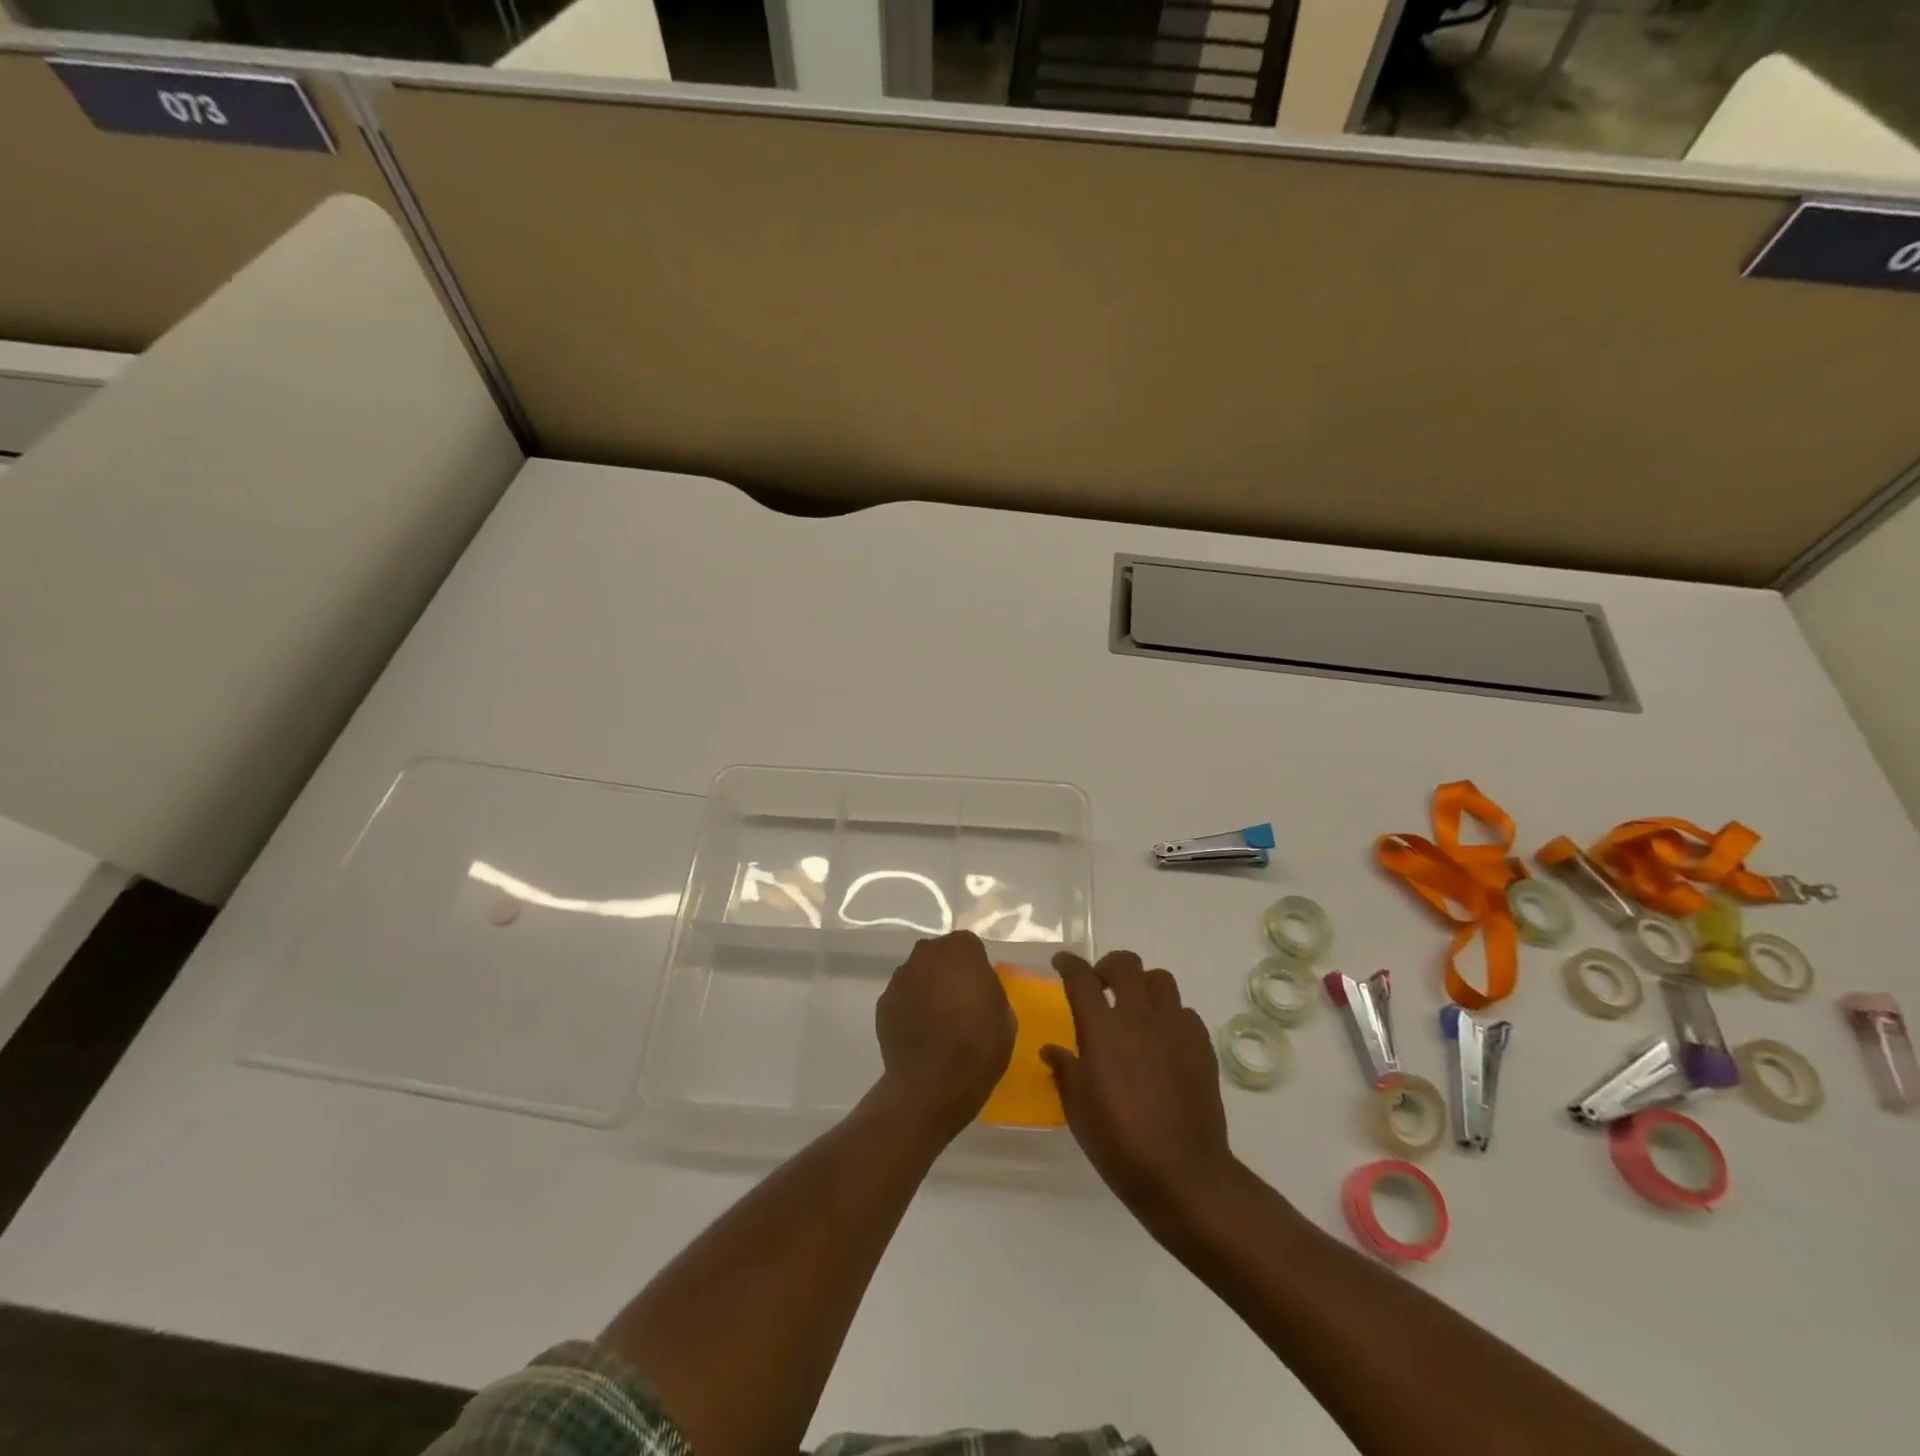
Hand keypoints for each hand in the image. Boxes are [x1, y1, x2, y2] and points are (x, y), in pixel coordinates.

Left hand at [875, 931, 1015, 1137]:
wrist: (933, 1084)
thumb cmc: (979, 1046)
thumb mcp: (1005, 1016)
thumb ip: (989, 990)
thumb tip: (977, 991)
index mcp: (960, 949)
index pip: (969, 946)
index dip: (974, 968)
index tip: (979, 990)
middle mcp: (926, 954)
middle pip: (939, 956)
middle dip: (947, 972)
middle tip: (958, 1003)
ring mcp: (900, 977)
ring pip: (918, 975)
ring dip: (926, 990)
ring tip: (936, 1023)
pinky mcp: (883, 1002)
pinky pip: (902, 998)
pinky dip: (909, 1009)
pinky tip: (918, 1034)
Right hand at [1042, 951, 1236, 1230]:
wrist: (1183, 1174)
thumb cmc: (1119, 1143)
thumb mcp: (1078, 1109)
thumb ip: (1065, 1070)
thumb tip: (1052, 1050)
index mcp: (1102, 1029)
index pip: (1081, 978)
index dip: (1069, 964)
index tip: (1062, 963)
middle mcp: (1139, 1017)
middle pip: (1125, 964)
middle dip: (1108, 966)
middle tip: (1100, 985)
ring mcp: (1174, 1028)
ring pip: (1160, 979)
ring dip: (1143, 985)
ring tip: (1135, 1008)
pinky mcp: (1201, 1045)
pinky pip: (1184, 1012)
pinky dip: (1170, 1016)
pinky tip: (1163, 1040)